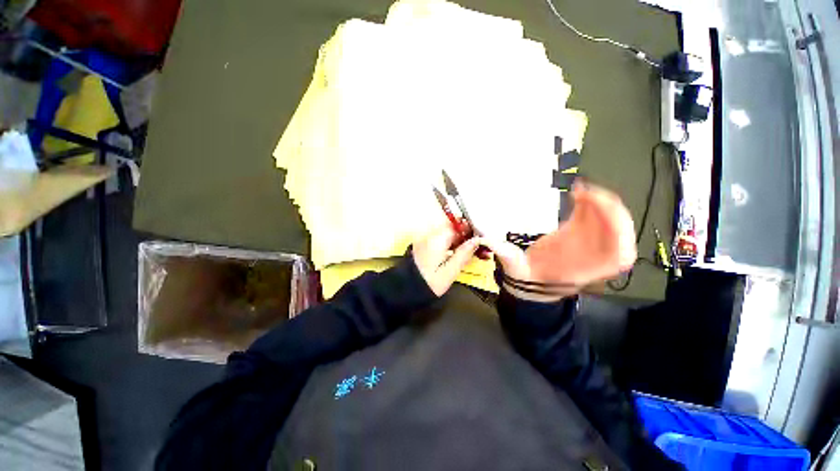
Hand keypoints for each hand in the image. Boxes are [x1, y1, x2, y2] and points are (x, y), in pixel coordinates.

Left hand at [412, 224, 480, 296]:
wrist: (406, 289)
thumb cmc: (430, 282)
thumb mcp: (450, 271)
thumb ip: (464, 253)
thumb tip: (477, 240)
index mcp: (438, 239)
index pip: (457, 226)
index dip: (470, 231)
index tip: (480, 239)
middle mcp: (430, 234)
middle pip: (452, 229)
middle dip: (465, 236)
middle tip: (477, 248)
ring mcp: (424, 239)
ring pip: (446, 234)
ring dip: (457, 240)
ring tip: (468, 252)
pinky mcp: (422, 245)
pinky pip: (439, 239)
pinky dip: (448, 244)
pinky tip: (455, 253)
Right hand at [482, 182, 636, 299]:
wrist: (532, 281)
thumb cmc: (527, 276)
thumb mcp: (517, 268)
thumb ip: (507, 255)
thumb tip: (491, 241)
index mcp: (583, 268)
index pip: (619, 256)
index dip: (618, 232)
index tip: (600, 211)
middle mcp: (593, 256)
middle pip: (621, 233)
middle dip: (610, 210)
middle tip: (587, 193)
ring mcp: (590, 243)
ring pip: (611, 222)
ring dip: (601, 203)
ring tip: (580, 190)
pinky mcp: (580, 233)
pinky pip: (595, 217)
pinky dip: (591, 204)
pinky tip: (578, 194)